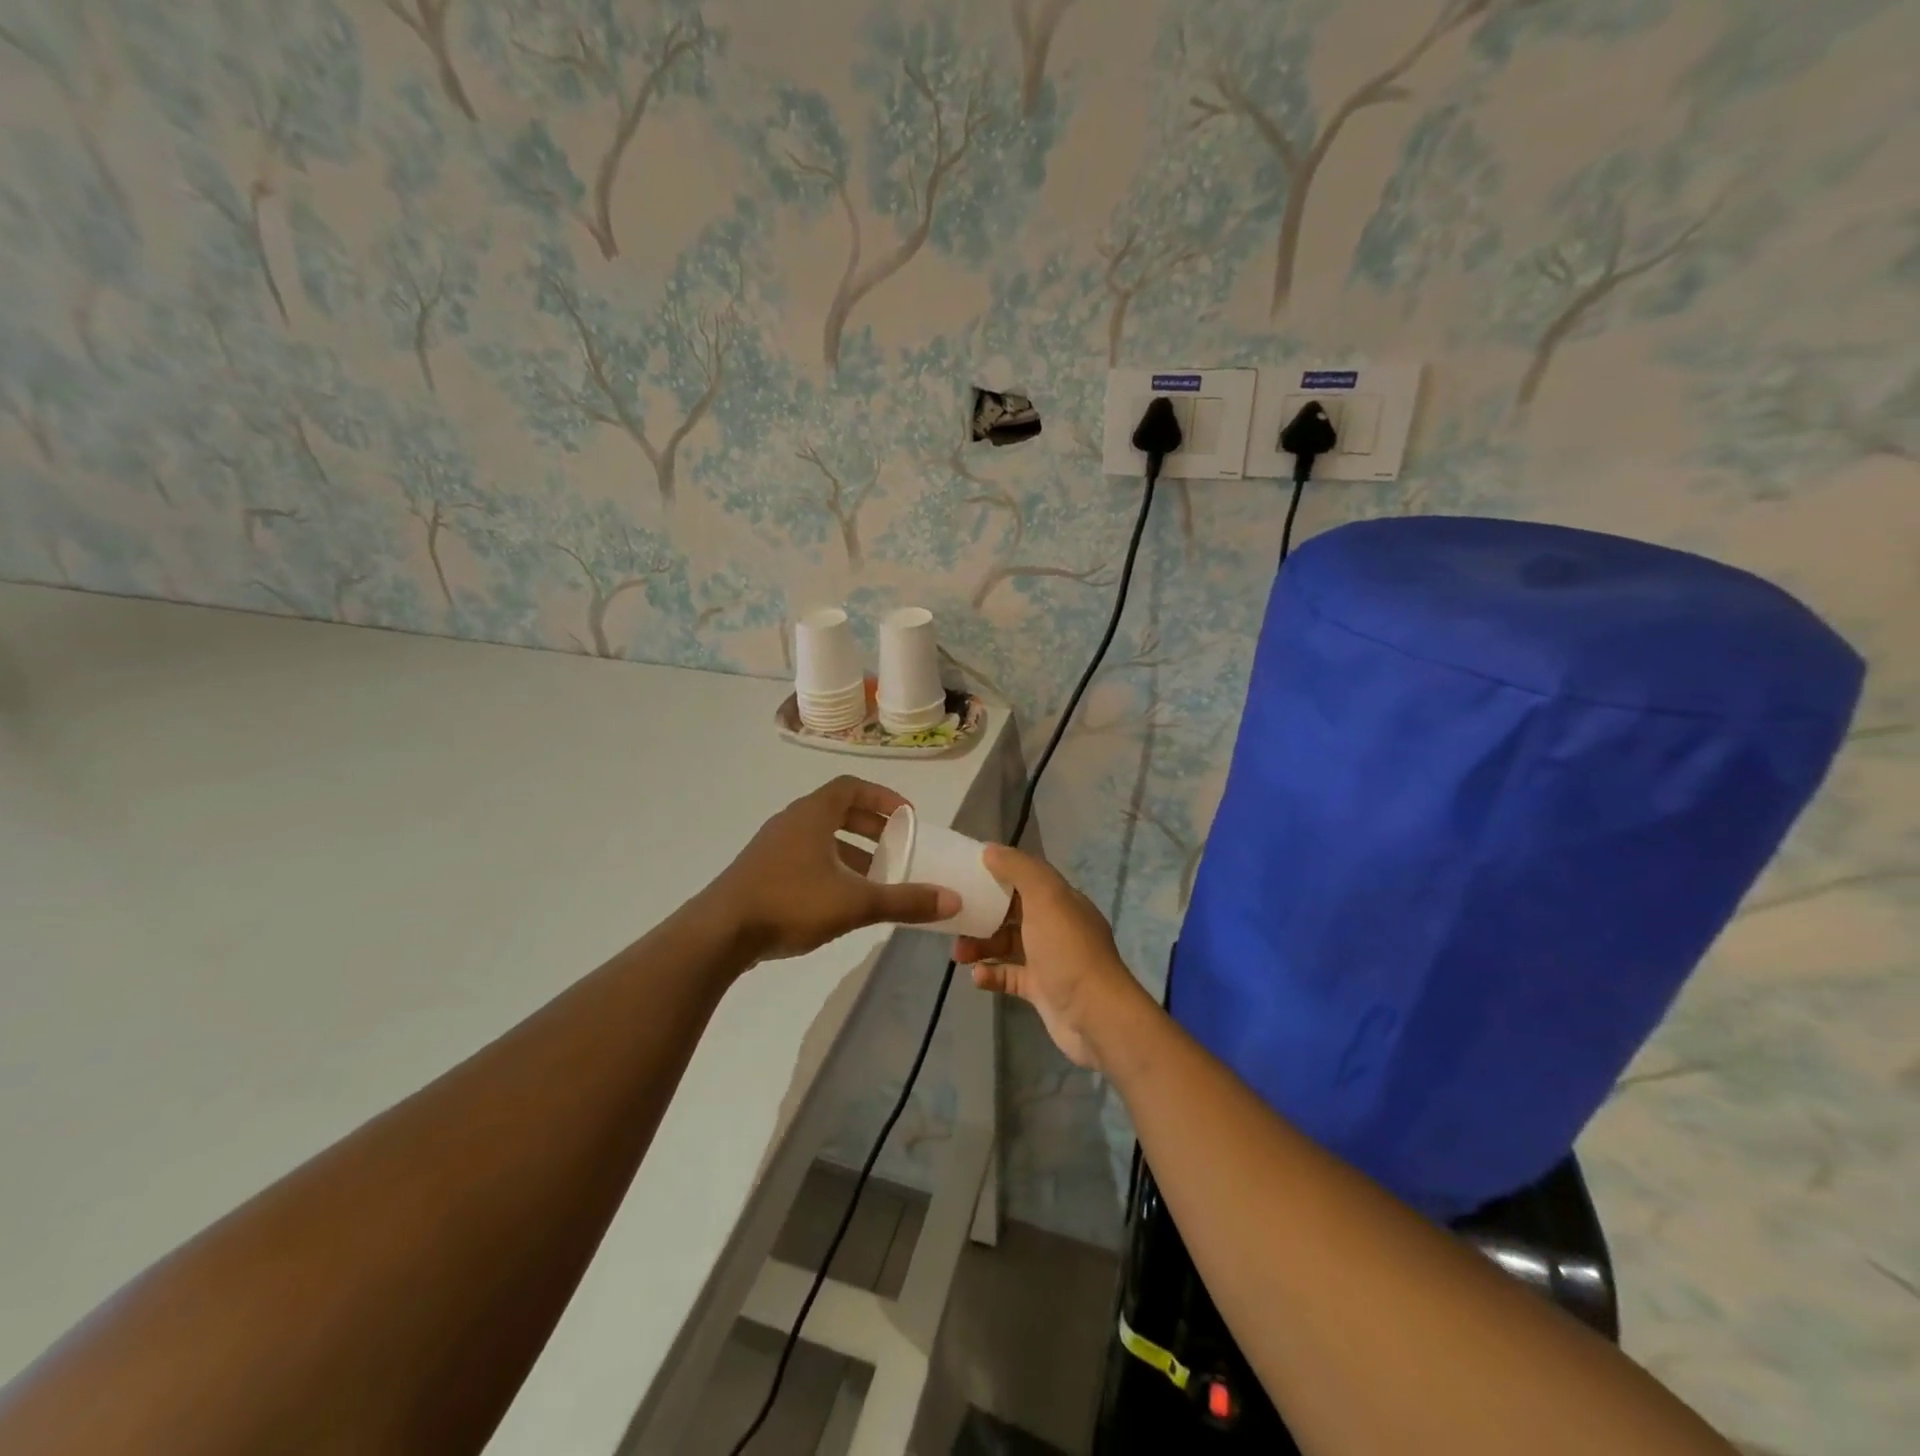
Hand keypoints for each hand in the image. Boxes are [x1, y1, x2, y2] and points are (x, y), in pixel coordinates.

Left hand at [707, 776, 959, 962]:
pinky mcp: (760, 872)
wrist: (718, 933)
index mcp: (813, 815)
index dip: (883, 797)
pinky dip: (830, 868)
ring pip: (820, 838)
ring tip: (875, 878)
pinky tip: (841, 900)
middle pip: (838, 811)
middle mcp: (791, 822)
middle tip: (897, 846)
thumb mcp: (855, 903)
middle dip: (871, 827)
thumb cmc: (790, 903)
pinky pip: (804, 858)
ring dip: (851, 851)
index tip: (907, 816)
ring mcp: (772, 847)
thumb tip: (952, 900)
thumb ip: (904, 901)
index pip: (852, 787)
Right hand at [954, 844, 1147, 1071]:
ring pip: (1008, 945)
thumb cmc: (1068, 950)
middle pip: (1014, 912)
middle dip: (984, 913)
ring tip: (958, 954)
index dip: (999, 872)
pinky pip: (1010, 976)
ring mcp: (1049, 960)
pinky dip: (992, 974)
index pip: (1028, 877)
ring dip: (982, 946)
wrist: (1095, 1016)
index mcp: (1062, 900)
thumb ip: (1019, 869)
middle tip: (955, 918)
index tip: (967, 873)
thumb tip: (990, 850)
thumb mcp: (1046, 898)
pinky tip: (977, 976)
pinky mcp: (1041, 990)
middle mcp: (1057, 927)